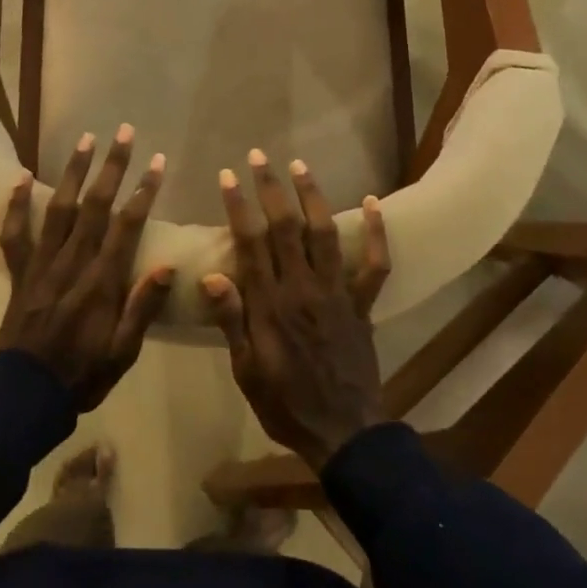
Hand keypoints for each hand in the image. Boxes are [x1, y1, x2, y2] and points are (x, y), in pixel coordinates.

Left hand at [0, 126, 172, 410]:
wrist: (25, 396)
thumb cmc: (83, 374)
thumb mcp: (123, 352)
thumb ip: (143, 307)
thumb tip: (168, 265)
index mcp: (102, 282)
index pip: (127, 226)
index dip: (144, 191)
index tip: (157, 162)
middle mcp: (72, 263)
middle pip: (95, 206)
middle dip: (112, 167)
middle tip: (123, 132)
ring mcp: (42, 265)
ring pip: (60, 209)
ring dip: (74, 172)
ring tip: (86, 139)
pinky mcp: (19, 273)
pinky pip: (15, 233)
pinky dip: (16, 204)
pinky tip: (22, 176)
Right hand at [202, 150, 391, 470]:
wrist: (342, 431)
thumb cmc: (284, 403)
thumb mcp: (246, 370)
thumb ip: (231, 320)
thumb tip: (210, 275)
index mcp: (269, 304)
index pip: (250, 243)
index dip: (239, 206)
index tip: (228, 175)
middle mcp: (303, 288)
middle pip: (286, 227)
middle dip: (271, 188)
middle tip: (258, 156)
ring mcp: (337, 292)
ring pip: (324, 234)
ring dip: (312, 196)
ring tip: (299, 165)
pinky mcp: (362, 303)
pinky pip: (375, 263)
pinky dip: (377, 231)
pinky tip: (374, 202)